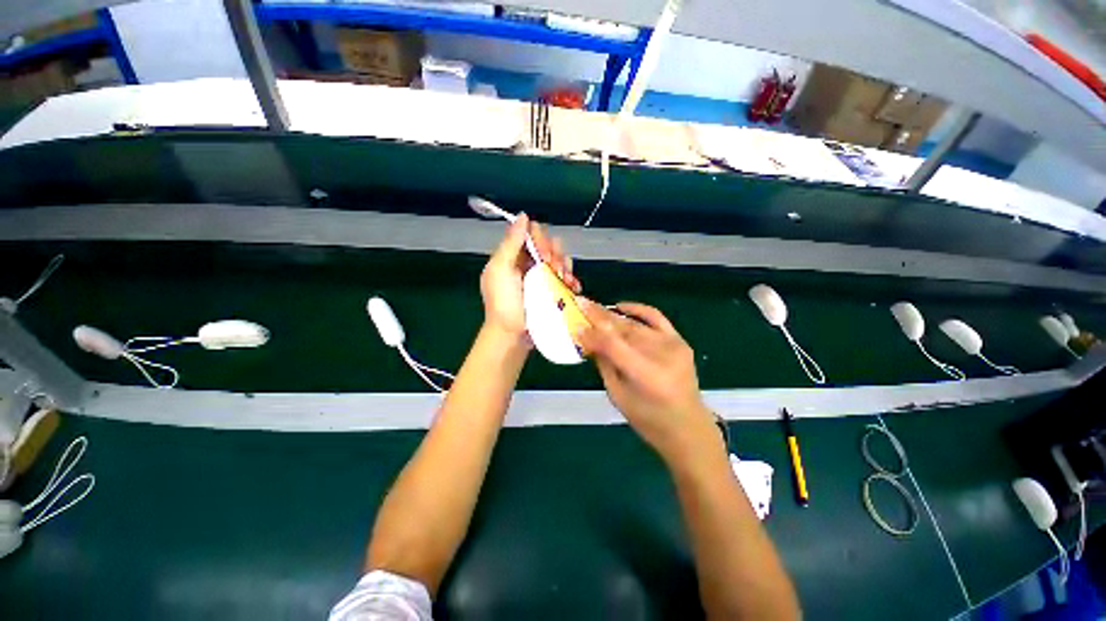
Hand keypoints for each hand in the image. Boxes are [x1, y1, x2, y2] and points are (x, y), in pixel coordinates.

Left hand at [480, 214, 579, 344]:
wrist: (513, 335)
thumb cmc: (503, 303)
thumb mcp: (500, 270)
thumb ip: (511, 243)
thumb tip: (523, 216)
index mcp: (513, 256)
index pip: (532, 234)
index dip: (540, 239)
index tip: (542, 253)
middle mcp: (529, 264)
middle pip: (549, 245)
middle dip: (554, 253)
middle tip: (553, 268)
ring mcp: (542, 278)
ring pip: (560, 259)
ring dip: (565, 266)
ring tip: (564, 279)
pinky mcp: (553, 291)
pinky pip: (567, 277)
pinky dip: (571, 279)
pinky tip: (572, 286)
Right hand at [577, 301, 718, 462]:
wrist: (688, 427)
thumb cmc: (648, 420)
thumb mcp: (617, 395)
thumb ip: (603, 364)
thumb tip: (588, 339)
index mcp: (645, 375)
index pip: (612, 345)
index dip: (592, 334)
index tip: (575, 325)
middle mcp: (661, 355)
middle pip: (623, 329)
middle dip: (598, 316)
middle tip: (581, 304)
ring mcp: (673, 345)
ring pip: (634, 324)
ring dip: (612, 315)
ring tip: (593, 307)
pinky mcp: (679, 341)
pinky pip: (656, 317)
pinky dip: (637, 309)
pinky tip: (620, 306)